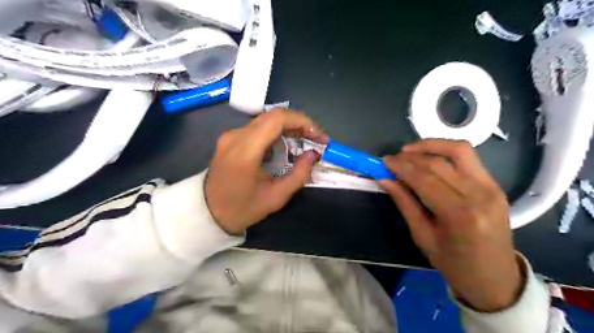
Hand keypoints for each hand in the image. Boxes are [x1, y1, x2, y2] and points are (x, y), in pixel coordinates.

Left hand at [206, 110, 328, 233]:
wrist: (208, 212)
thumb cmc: (242, 208)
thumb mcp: (276, 198)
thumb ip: (299, 175)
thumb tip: (313, 154)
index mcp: (245, 151)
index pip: (277, 119)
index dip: (303, 121)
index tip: (319, 136)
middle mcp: (236, 136)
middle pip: (273, 116)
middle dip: (299, 124)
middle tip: (315, 140)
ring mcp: (231, 135)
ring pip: (267, 120)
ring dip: (289, 128)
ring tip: (303, 144)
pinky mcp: (230, 138)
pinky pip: (258, 128)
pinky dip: (276, 133)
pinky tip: (284, 148)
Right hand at [380, 138, 522, 311]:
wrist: (495, 278)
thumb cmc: (454, 264)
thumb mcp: (422, 236)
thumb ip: (404, 203)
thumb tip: (384, 179)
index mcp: (459, 215)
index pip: (424, 178)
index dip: (401, 166)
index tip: (384, 161)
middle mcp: (479, 195)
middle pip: (439, 163)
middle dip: (411, 157)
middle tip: (392, 158)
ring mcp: (491, 187)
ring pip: (458, 151)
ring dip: (430, 145)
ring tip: (410, 151)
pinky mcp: (495, 184)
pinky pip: (468, 158)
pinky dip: (445, 152)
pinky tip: (429, 157)